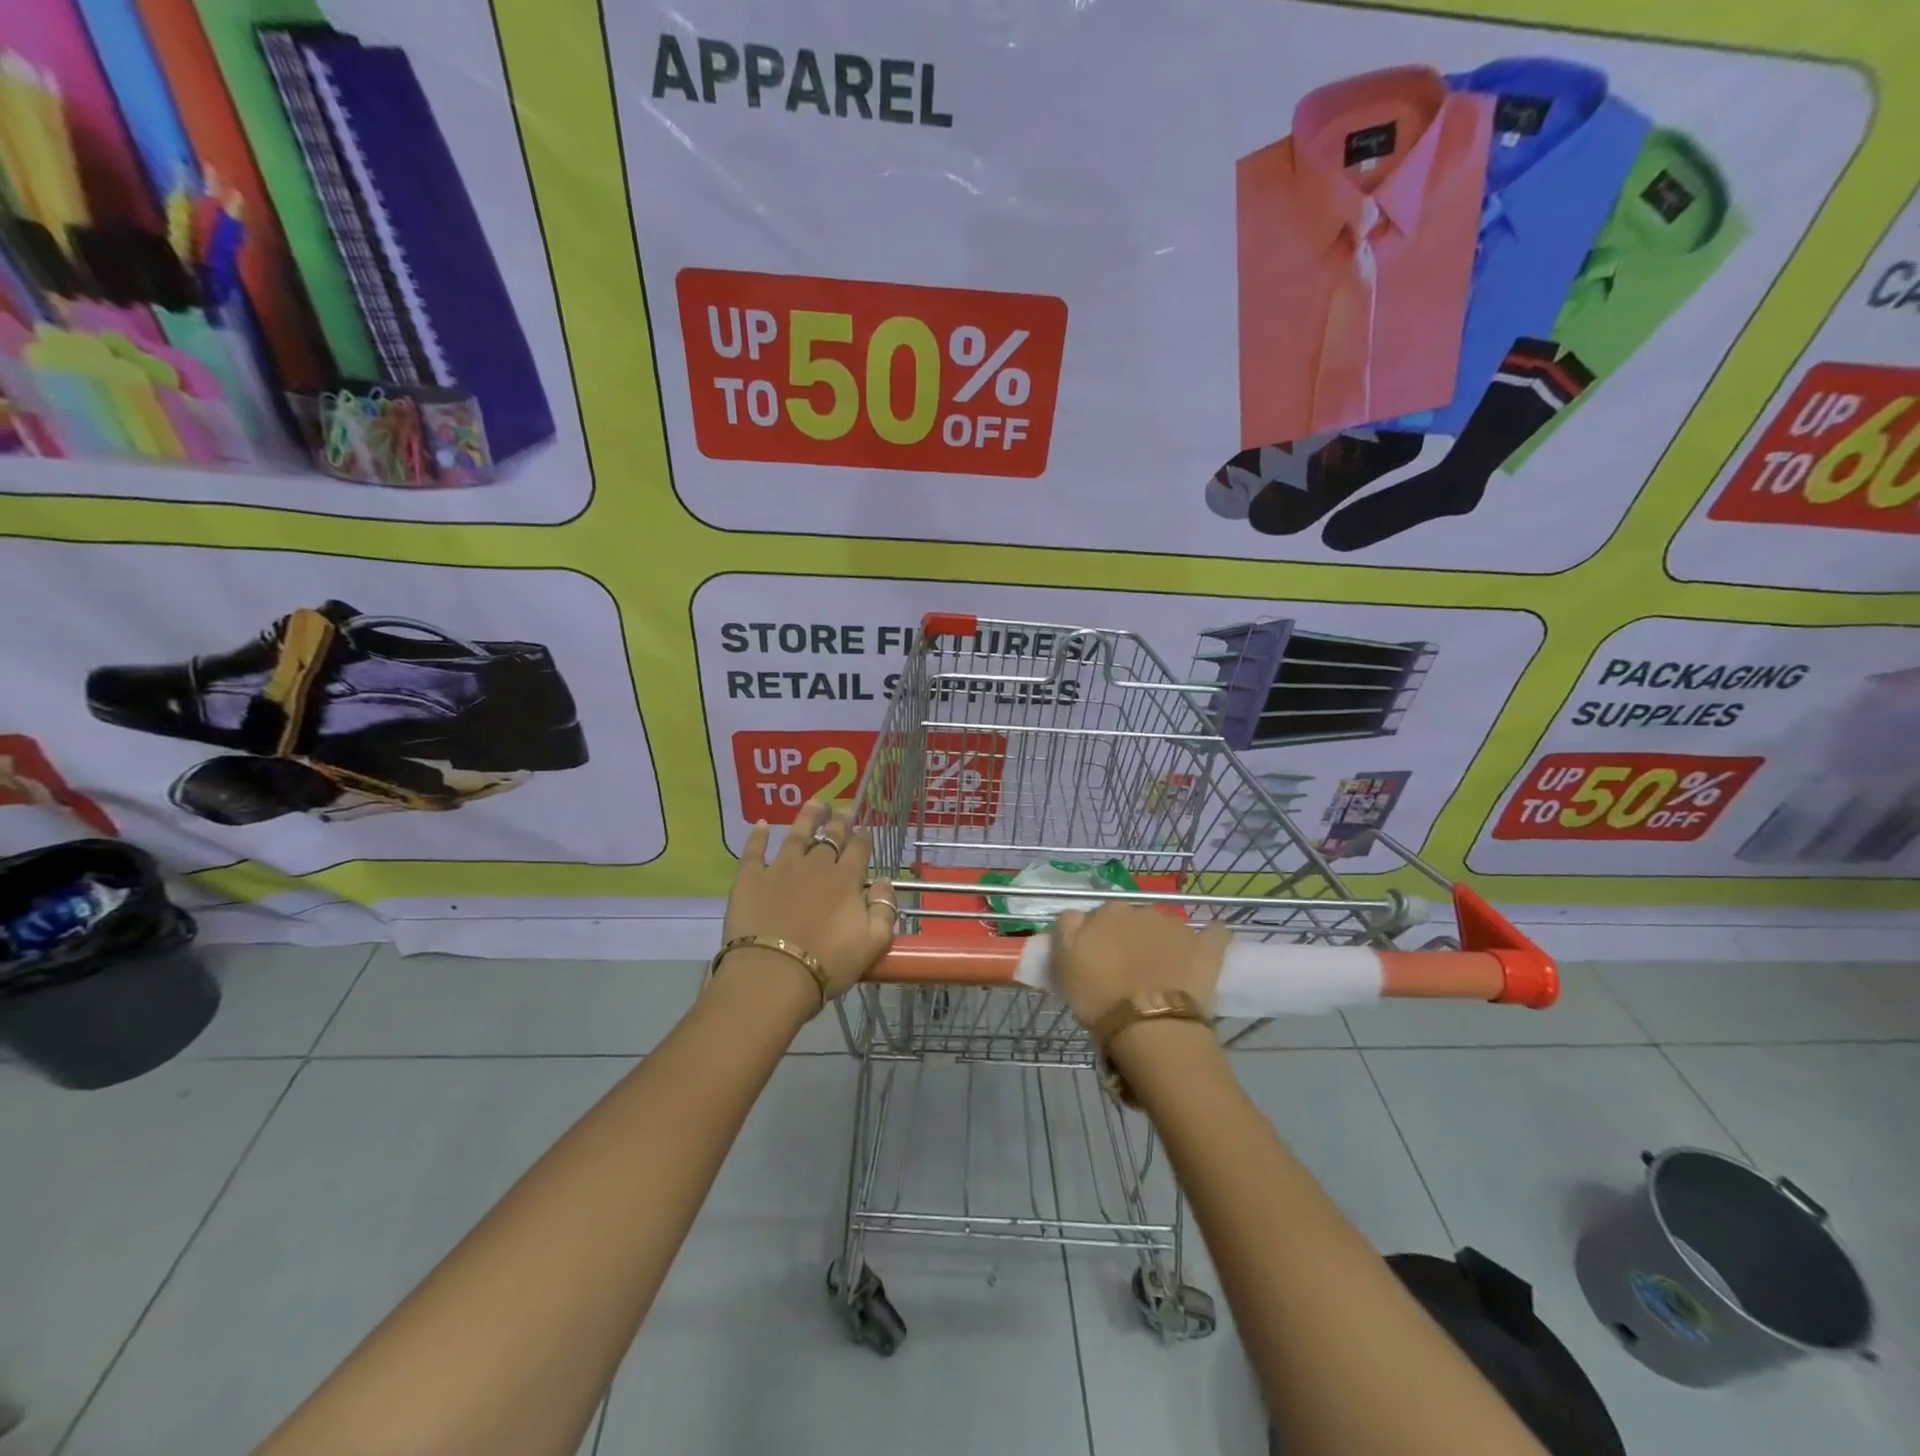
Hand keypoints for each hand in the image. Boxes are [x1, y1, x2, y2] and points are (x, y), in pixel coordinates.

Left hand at [721, 800, 894, 1006]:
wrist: (774, 974)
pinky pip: (755, 850)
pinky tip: (761, 824)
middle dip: (839, 822)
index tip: (865, 829)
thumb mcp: (873, 943)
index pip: (859, 850)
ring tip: (814, 802)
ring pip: (797, 835)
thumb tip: (884, 883)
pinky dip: (758, 836)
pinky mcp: (751, 878)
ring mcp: (781, 868)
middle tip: (843, 810)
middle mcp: (816, 865)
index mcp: (846, 879)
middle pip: (830, 837)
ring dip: (807, 817)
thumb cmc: (828, 963)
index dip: (864, 838)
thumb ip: (885, 909)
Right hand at [1050, 904, 1229, 1030]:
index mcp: (1108, 912)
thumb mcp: (1063, 961)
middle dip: (1130, 938)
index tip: (1096, 961)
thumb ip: (1067, 928)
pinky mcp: (1207, 947)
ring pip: (1166, 927)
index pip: (1099, 918)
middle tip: (1126, 970)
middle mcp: (1143, 910)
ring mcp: (1177, 927)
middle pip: (1133, 921)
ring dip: (1162, 941)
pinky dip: (1211, 937)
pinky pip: (1213, 934)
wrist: (1150, 1026)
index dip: (1097, 939)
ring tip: (1161, 971)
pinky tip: (1210, 943)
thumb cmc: (1099, 996)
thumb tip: (1077, 915)